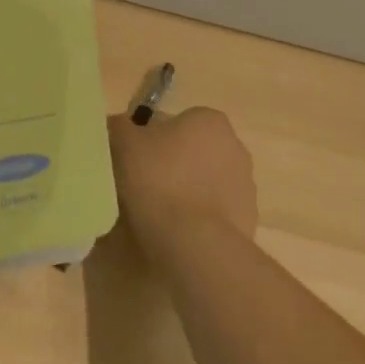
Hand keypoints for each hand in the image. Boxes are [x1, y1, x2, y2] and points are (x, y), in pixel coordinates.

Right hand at [107, 107, 258, 246]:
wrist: (194, 242)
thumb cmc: (158, 180)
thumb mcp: (123, 143)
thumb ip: (119, 126)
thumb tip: (118, 125)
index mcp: (209, 121)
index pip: (175, 122)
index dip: (150, 138)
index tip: (132, 159)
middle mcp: (235, 147)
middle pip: (191, 152)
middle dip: (170, 164)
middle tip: (140, 183)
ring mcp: (245, 186)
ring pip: (203, 183)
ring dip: (184, 191)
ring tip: (156, 212)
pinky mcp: (246, 220)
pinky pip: (212, 212)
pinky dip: (196, 217)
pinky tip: (175, 231)